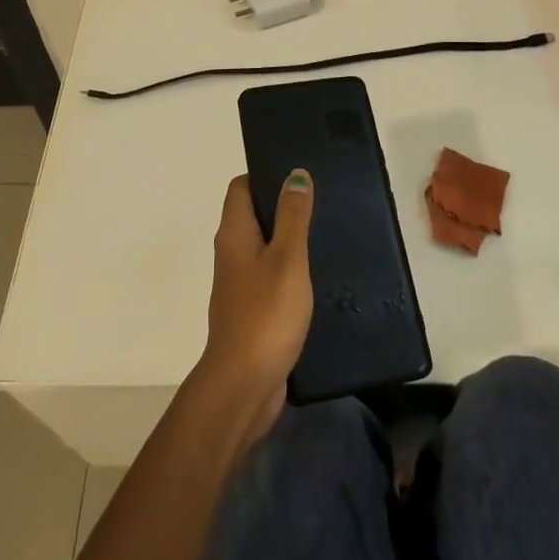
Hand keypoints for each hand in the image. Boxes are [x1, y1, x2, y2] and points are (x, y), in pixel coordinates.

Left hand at [195, 171, 314, 445]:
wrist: (243, 385)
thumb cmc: (265, 315)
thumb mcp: (287, 259)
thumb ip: (292, 216)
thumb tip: (295, 174)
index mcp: (234, 234)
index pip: (241, 188)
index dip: (266, 175)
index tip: (300, 175)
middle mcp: (232, 254)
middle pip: (253, 215)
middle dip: (283, 206)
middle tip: (322, 202)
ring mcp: (240, 284)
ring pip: (264, 247)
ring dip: (290, 239)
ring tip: (326, 234)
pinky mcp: (252, 310)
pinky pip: (271, 277)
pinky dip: (290, 270)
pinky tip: (318, 275)